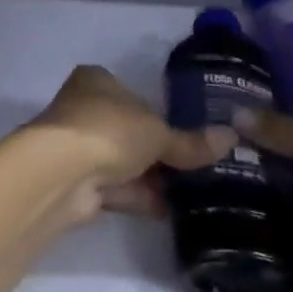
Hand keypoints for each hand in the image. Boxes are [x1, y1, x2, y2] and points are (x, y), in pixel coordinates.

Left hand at [29, 65, 234, 212]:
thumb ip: (190, 142)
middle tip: (197, 168)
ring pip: (122, 161)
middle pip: (129, 130)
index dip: (159, 113)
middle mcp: (83, 108)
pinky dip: (139, 197)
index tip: (188, 134)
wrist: (61, 173)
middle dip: (157, 151)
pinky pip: (116, 188)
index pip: (133, 94)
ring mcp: (77, 147)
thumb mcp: (157, 132)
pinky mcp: (77, 182)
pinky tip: (171, 210)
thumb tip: (231, 138)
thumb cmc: (109, 130)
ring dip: (151, 177)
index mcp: (96, 81)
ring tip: (193, 194)